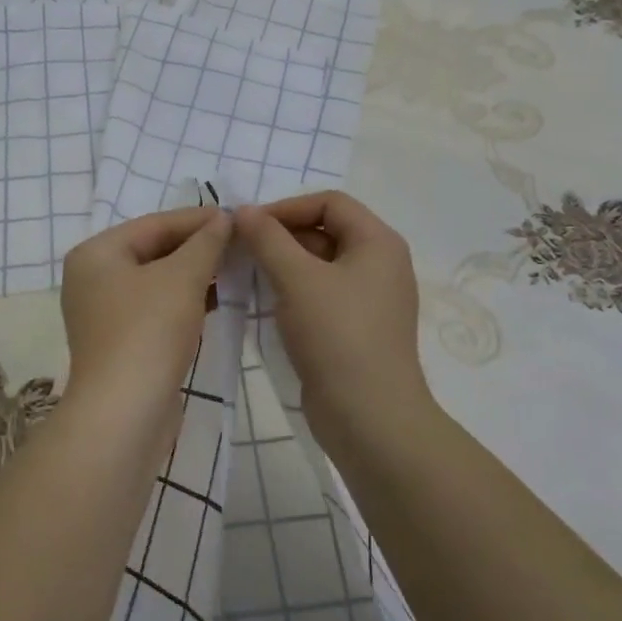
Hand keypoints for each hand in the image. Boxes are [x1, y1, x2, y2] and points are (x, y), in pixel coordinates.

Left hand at [61, 207, 233, 412]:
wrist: (125, 413)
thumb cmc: (149, 331)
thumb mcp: (182, 277)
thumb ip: (205, 243)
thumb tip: (224, 219)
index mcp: (96, 254)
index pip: (154, 224)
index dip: (197, 219)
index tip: (236, 217)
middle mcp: (92, 278)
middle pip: (153, 250)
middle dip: (197, 247)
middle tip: (240, 242)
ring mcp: (103, 313)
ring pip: (156, 281)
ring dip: (194, 275)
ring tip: (236, 268)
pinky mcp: (120, 343)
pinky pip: (156, 309)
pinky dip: (184, 301)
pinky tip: (218, 300)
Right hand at [236, 191, 432, 437]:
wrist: (369, 418)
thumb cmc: (337, 336)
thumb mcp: (296, 279)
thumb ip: (267, 238)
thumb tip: (243, 210)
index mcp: (378, 242)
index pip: (329, 202)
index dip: (286, 207)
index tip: (248, 226)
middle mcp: (380, 264)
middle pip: (325, 230)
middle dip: (281, 236)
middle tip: (241, 251)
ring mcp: (370, 299)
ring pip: (320, 265)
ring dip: (283, 265)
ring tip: (246, 276)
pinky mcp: (356, 329)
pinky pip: (321, 295)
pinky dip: (293, 292)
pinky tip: (265, 305)